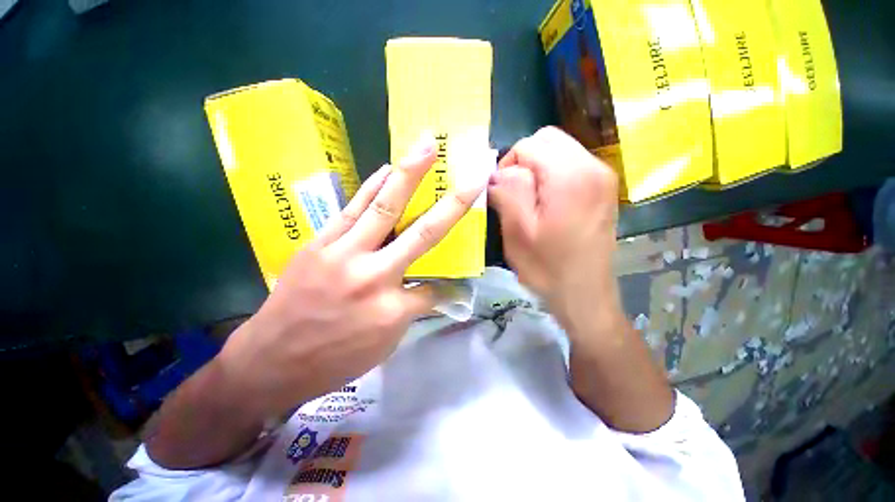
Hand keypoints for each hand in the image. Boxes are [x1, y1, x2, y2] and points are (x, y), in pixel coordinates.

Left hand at [219, 134, 487, 418]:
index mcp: (393, 309)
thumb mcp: (384, 344)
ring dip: (409, 174)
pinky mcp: (321, 243)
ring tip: (426, 145)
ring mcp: (345, 254)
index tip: (448, 285)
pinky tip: (387, 168)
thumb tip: (430, 287)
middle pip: (422, 233)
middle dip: (451, 203)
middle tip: (470, 173)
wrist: (271, 361)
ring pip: (385, 208)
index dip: (443, 287)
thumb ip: (411, 309)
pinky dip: (372, 186)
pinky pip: (353, 209)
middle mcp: (375, 275)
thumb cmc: (334, 360)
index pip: (432, 288)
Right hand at [488, 126, 622, 330]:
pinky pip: (570, 164)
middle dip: (523, 161)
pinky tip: (547, 203)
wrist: (584, 294)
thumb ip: (507, 193)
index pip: (529, 144)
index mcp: (571, 177)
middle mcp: (594, 167)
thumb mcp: (518, 232)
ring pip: (559, 149)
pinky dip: (551, 175)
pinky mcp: (603, 187)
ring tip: (530, 201)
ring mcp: (603, 176)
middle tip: (514, 194)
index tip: (502, 194)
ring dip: (537, 168)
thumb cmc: (547, 268)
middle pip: (547, 139)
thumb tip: (497, 173)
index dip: (508, 165)